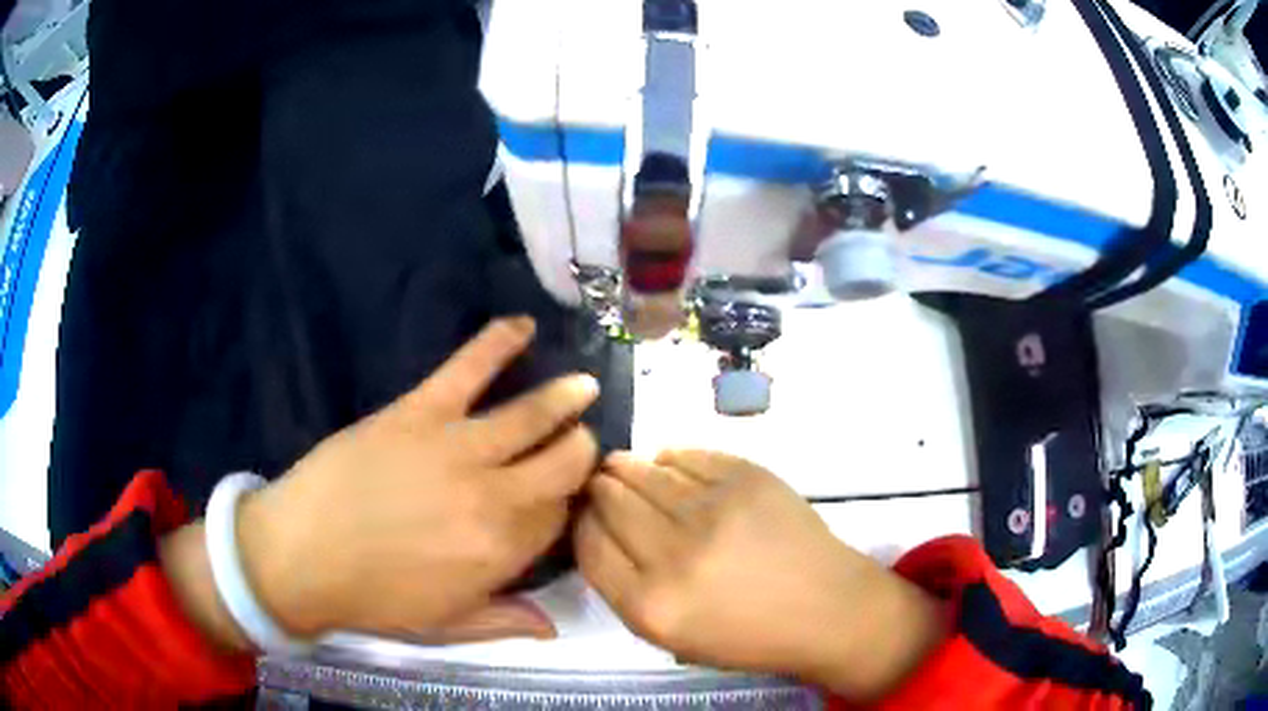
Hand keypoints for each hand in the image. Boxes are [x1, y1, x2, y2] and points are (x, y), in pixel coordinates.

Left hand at [237, 317, 599, 643]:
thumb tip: (554, 626)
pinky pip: (468, 368)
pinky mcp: (421, 412)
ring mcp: (458, 447)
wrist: (302, 555)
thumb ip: (504, 622)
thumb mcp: (445, 626)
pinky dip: (499, 341)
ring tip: (584, 386)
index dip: (569, 504)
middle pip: (562, 462)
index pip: (561, 517)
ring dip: (566, 398)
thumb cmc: (374, 597)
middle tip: (580, 441)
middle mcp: (495, 496)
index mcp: (503, 551)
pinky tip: (524, 326)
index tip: (565, 497)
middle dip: (580, 449)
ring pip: (532, 414)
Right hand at [576, 450, 944, 700]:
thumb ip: (624, 588)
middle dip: (599, 489)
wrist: (826, 609)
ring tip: (626, 467)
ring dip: (627, 467)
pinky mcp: (747, 478)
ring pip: (644, 471)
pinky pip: (687, 454)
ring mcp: (713, 510)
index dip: (581, 522)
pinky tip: (668, 464)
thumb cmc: (747, 635)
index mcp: (650, 605)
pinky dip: (669, 457)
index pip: (588, 544)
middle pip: (610, 501)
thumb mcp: (670, 636)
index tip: (586, 514)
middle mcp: (673, 555)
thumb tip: (597, 528)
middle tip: (601, 484)